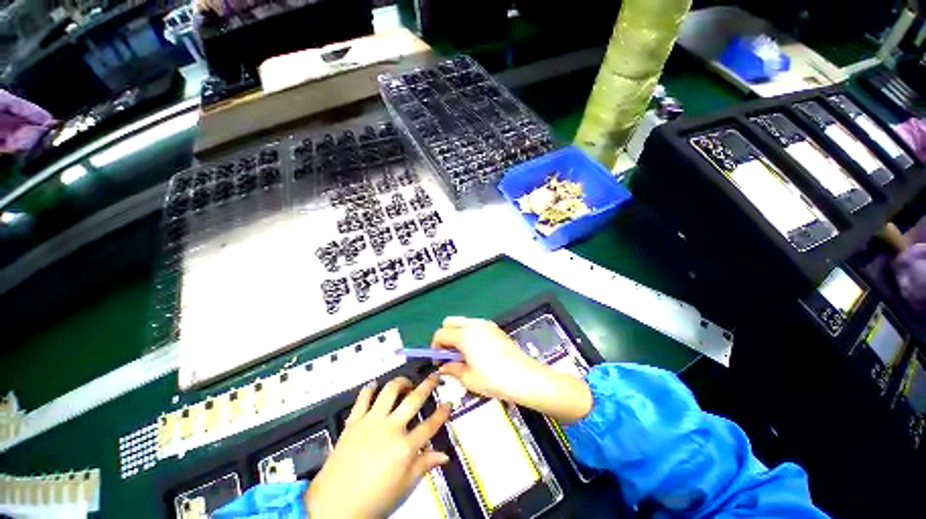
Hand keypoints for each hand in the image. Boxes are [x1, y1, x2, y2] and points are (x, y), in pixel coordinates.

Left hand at [307, 376, 450, 517]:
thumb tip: (444, 455)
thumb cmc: (373, 500)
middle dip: (428, 385)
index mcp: (405, 448)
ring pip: (390, 391)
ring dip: (401, 382)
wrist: (333, 507)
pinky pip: (362, 398)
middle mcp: (391, 428)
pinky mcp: (354, 422)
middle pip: (414, 399)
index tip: (448, 403)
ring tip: (407, 382)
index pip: (430, 425)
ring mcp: (371, 422)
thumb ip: (424, 466)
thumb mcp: (403, 487)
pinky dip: (369, 389)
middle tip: (435, 377)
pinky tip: (374, 385)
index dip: (442, 412)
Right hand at [432, 316, 592, 422]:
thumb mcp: (469, 379)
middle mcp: (474, 324)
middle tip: (450, 355)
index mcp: (465, 335)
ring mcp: (486, 324)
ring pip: (463, 322)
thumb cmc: (495, 380)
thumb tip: (443, 366)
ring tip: (464, 355)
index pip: (440, 333)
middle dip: (445, 336)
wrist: (526, 378)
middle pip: (450, 321)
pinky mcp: (495, 328)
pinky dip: (469, 333)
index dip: (435, 347)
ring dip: (457, 334)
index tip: (440, 362)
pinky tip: (477, 352)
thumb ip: (452, 369)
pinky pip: (475, 325)